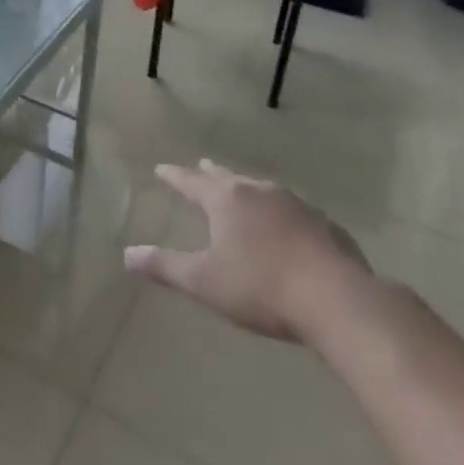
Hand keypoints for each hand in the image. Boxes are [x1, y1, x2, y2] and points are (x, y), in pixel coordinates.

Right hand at [125, 160, 374, 348]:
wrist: (337, 299)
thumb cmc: (260, 287)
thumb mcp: (204, 282)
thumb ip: (165, 266)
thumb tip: (126, 254)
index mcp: (226, 200)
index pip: (191, 182)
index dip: (175, 176)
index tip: (162, 168)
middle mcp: (259, 192)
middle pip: (229, 178)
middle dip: (212, 174)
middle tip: (203, 166)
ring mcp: (296, 205)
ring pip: (263, 191)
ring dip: (248, 190)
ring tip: (243, 193)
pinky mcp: (325, 225)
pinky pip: (294, 212)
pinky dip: (281, 214)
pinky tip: (287, 228)